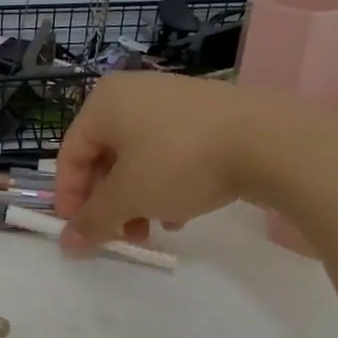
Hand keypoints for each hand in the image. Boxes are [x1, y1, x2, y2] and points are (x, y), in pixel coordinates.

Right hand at [54, 72, 337, 249]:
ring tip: (154, 229)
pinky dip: (167, 184)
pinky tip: (183, 212)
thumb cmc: (179, 162)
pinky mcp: (208, 115)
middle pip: (106, 158)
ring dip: (138, 200)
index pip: (71, 154)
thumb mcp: (129, 197)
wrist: (270, 141)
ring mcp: (174, 101)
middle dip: (110, 203)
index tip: (78, 232)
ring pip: (140, 159)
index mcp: (105, 102)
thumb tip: (67, 243)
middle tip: (120, 236)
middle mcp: (135, 94)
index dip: (69, 197)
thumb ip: (93, 220)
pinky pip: (171, 153)